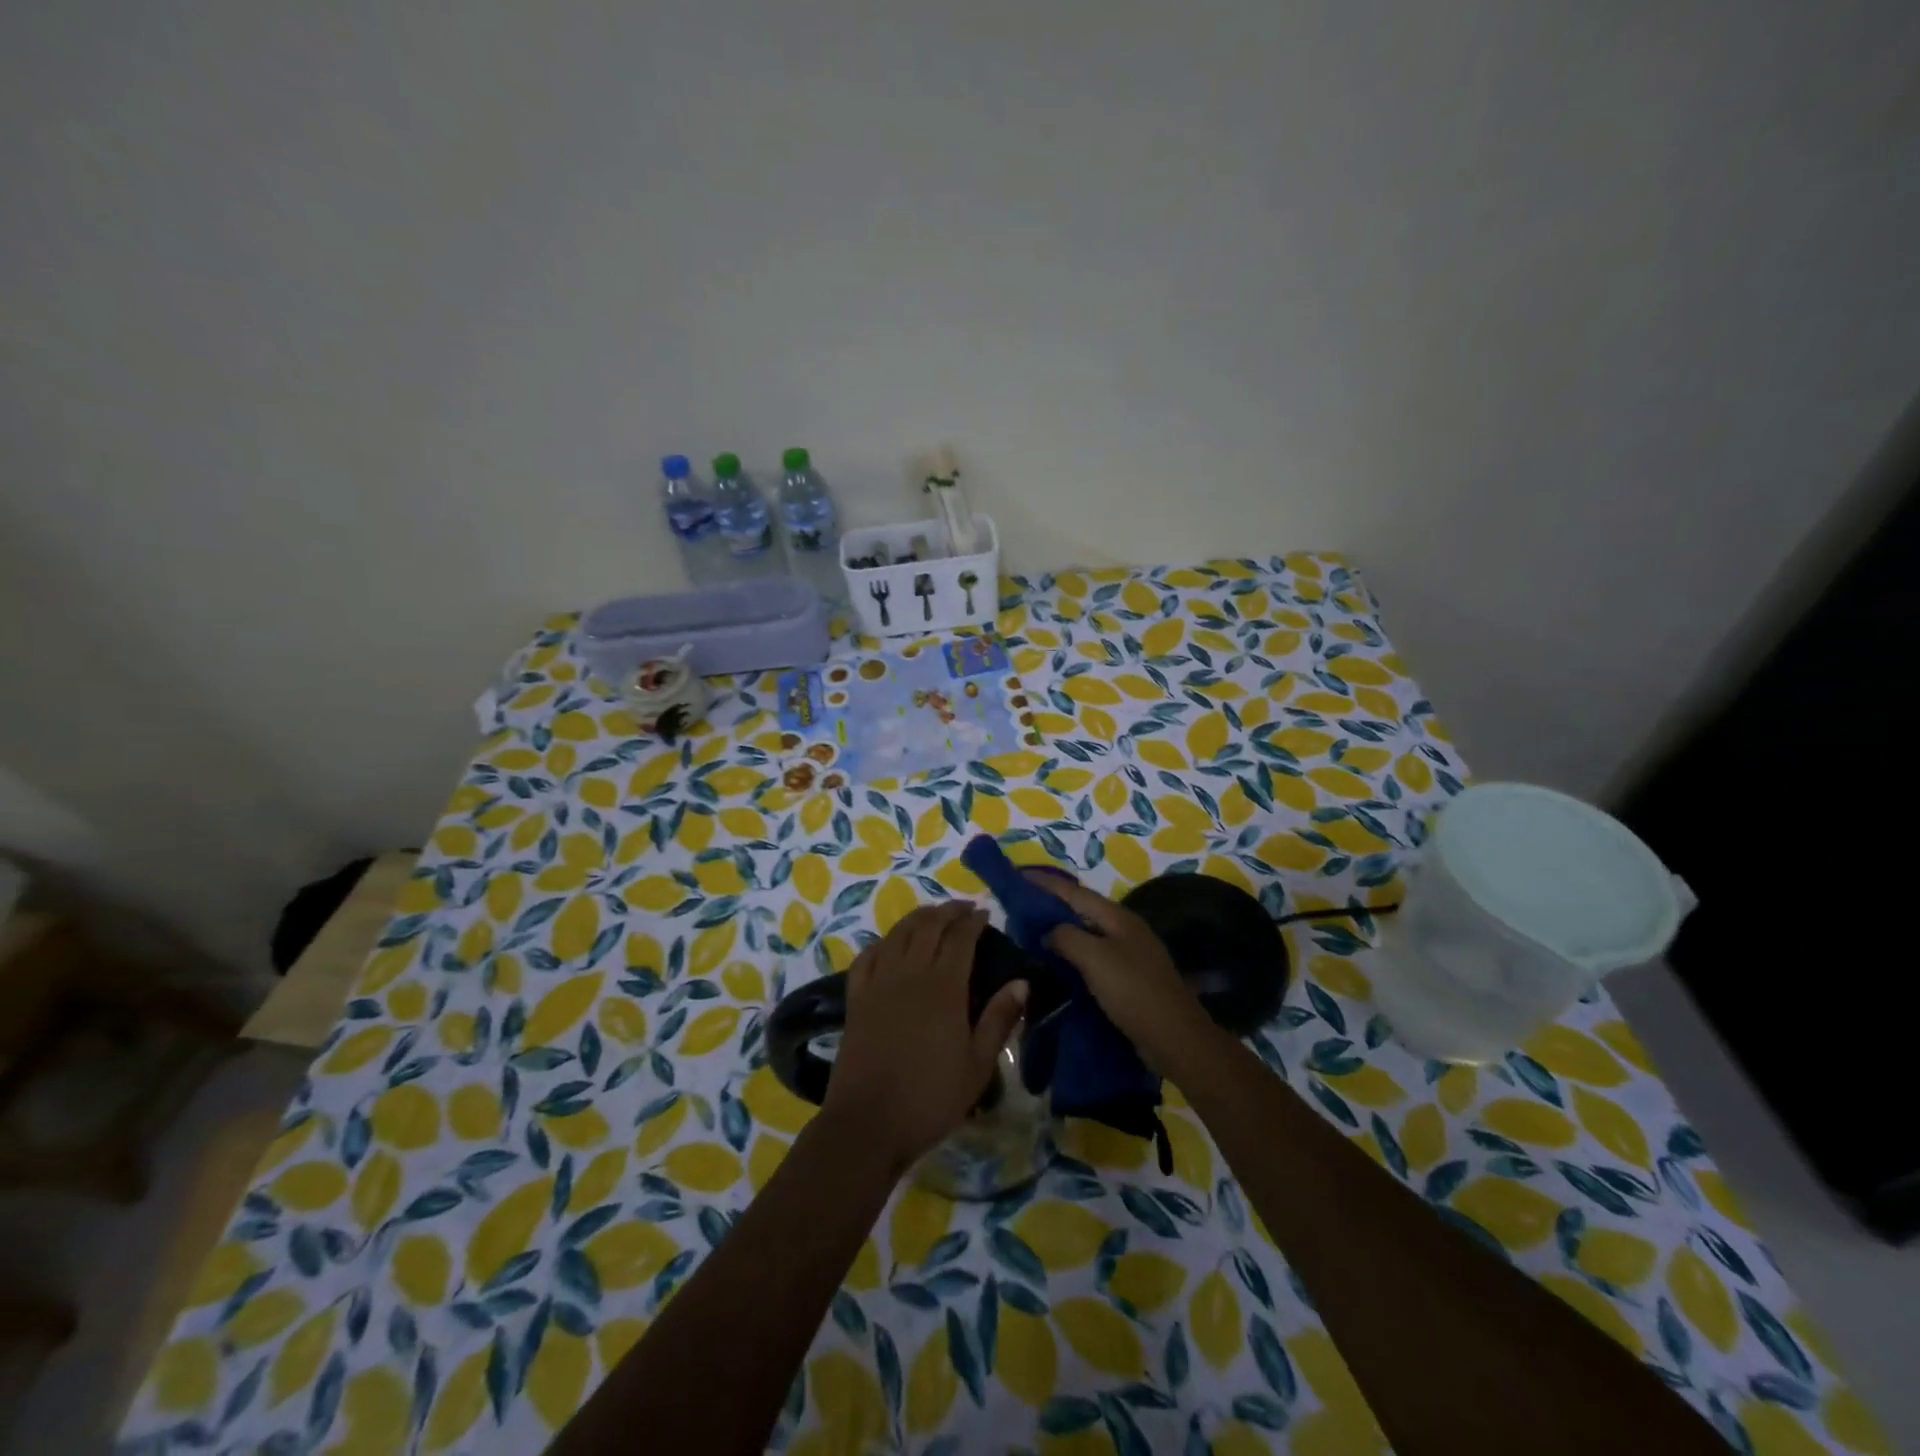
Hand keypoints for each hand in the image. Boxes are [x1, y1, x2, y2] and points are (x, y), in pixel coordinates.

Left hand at [822, 902, 1027, 1169]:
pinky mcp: (856, 998)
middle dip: (948, 911)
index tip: (985, 912)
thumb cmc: (930, 1097)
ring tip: (932, 915)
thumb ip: (999, 1018)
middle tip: (964, 908)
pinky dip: (883, 941)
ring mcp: (878, 983)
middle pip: (928, 926)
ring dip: (917, 918)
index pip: (960, 938)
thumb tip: (1022, 981)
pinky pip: (867, 956)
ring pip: (898, 934)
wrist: (868, 1123)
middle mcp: (910, 973)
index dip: (973, 921)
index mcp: (944, 987)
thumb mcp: (977, 1065)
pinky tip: (890, 943)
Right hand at [1027, 874, 1218, 1075]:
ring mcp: (1129, 955)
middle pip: (1082, 910)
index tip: (1019, 876)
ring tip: (1032, 933)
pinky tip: (1057, 965)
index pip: (1075, 892)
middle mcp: (1124, 930)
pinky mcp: (1128, 979)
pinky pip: (1093, 958)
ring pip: (1087, 935)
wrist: (1175, 1038)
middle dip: (1052, 906)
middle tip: (1021, 906)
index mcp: (1118, 917)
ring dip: (1061, 932)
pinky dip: (1072, 956)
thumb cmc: (1133, 991)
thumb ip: (1067, 937)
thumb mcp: (1095, 959)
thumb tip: (1048, 931)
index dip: (1046, 883)